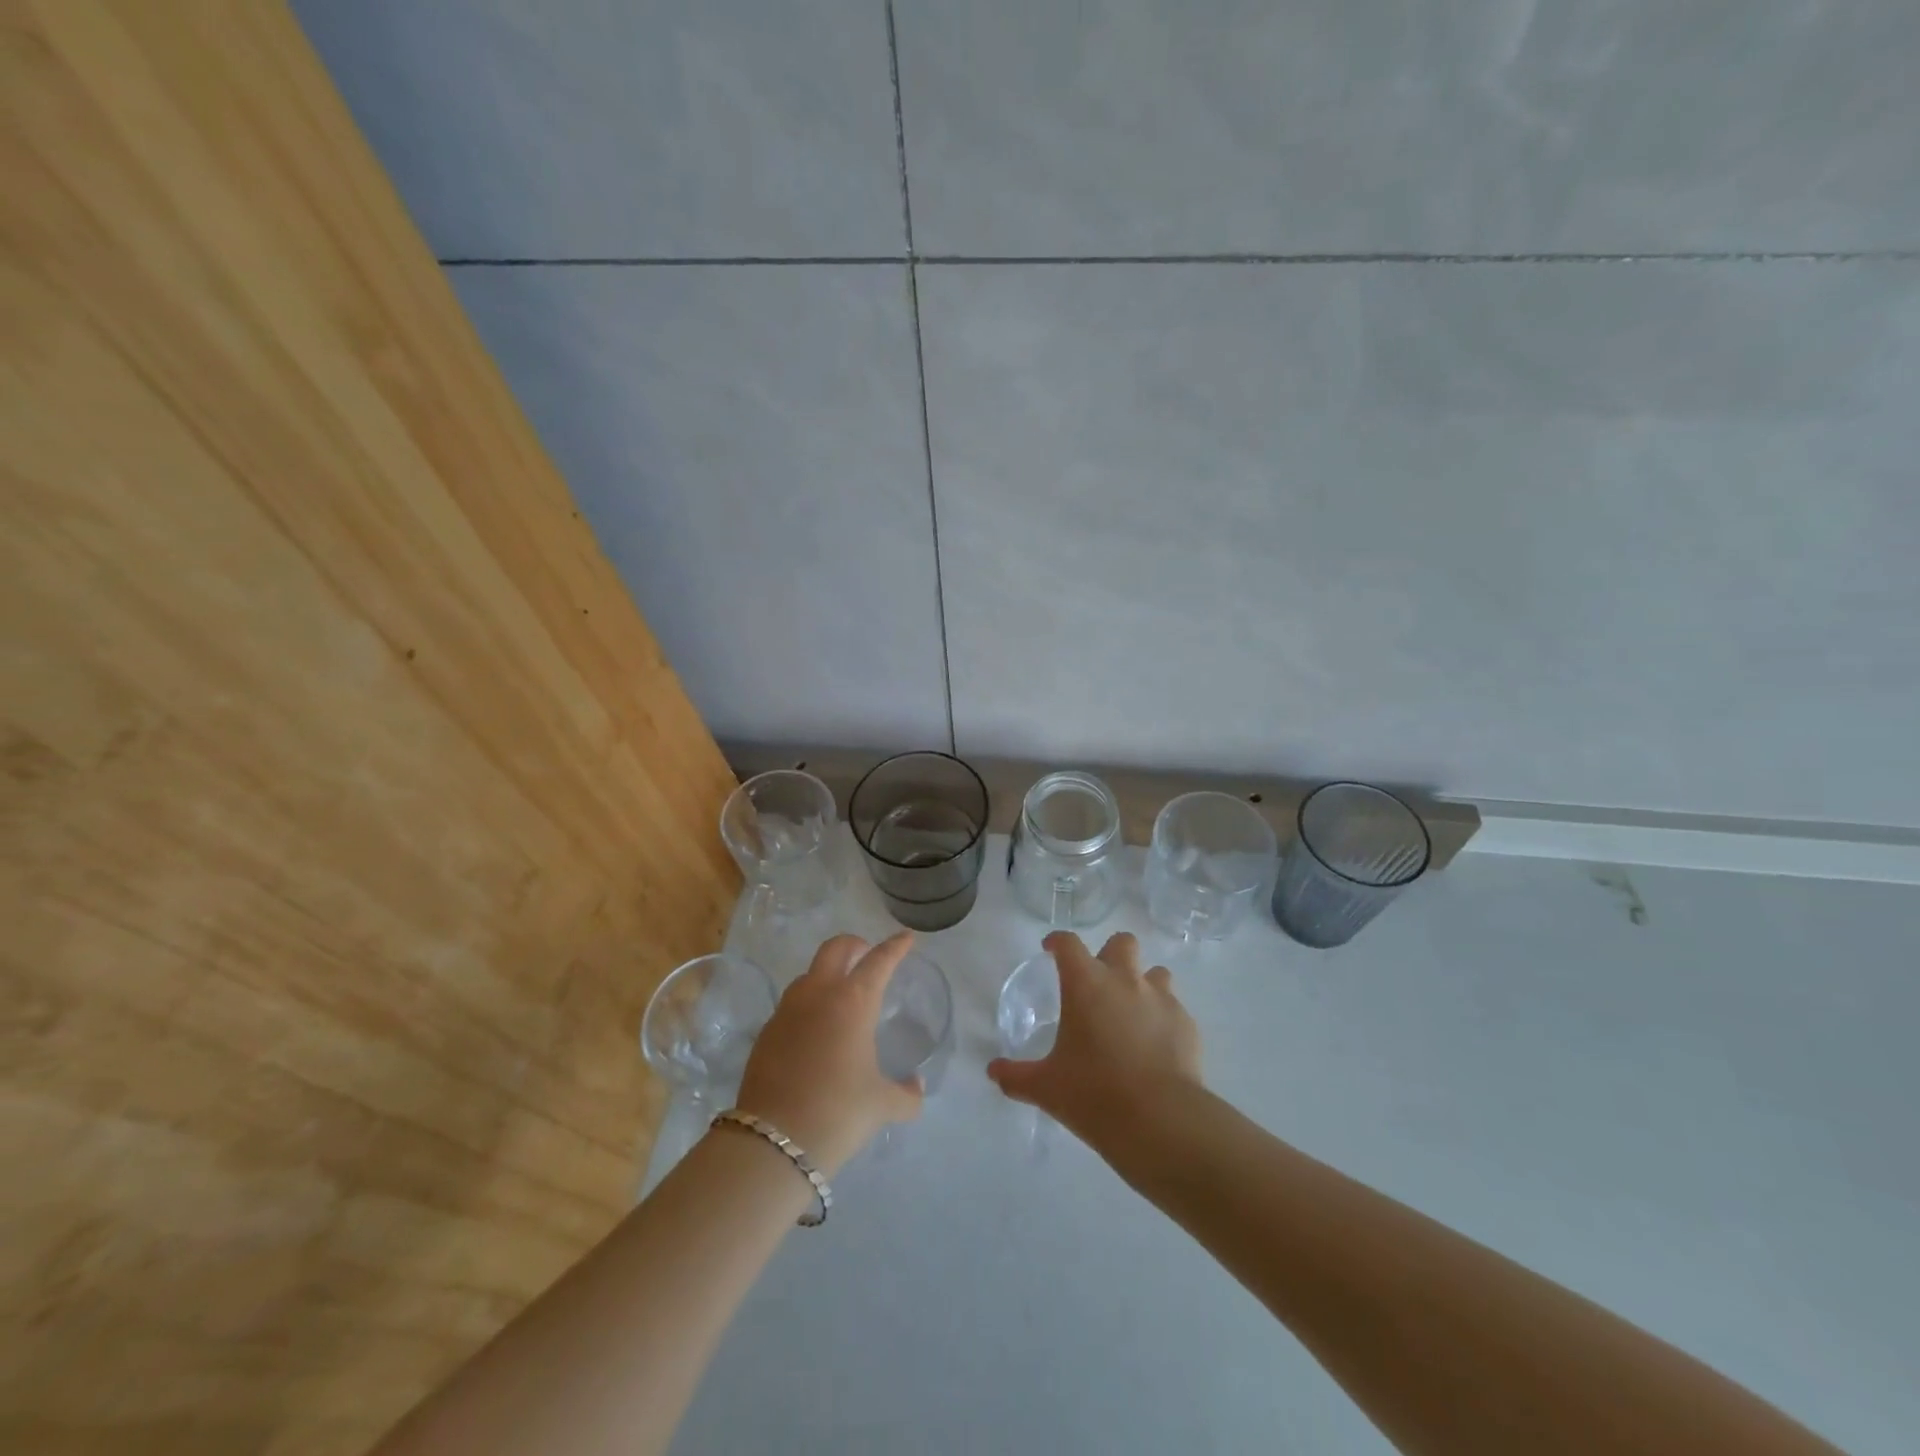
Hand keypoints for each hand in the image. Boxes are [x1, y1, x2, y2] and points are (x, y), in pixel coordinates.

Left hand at [732, 932, 923, 1175]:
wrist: (773, 1142)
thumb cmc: (838, 1113)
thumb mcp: (882, 1105)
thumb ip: (907, 1094)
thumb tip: (916, 1087)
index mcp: (853, 1001)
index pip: (879, 961)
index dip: (895, 947)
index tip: (906, 938)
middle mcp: (819, 994)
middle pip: (835, 948)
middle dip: (854, 945)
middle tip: (866, 956)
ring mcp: (787, 1010)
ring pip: (808, 974)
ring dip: (827, 974)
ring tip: (840, 996)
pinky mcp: (766, 1032)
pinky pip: (791, 1005)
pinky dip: (807, 1006)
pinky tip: (814, 1033)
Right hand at [987, 931, 1202, 1145]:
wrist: (1160, 1120)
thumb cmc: (1093, 1094)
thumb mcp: (1046, 1087)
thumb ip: (1016, 1076)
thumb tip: (993, 1072)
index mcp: (1086, 984)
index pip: (1069, 944)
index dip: (1058, 942)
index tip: (1051, 949)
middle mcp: (1125, 980)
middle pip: (1121, 942)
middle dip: (1110, 954)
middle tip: (1098, 982)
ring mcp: (1161, 999)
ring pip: (1155, 972)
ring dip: (1142, 983)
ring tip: (1132, 1012)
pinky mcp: (1187, 1024)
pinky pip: (1174, 1008)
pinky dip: (1163, 1018)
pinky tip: (1156, 1045)